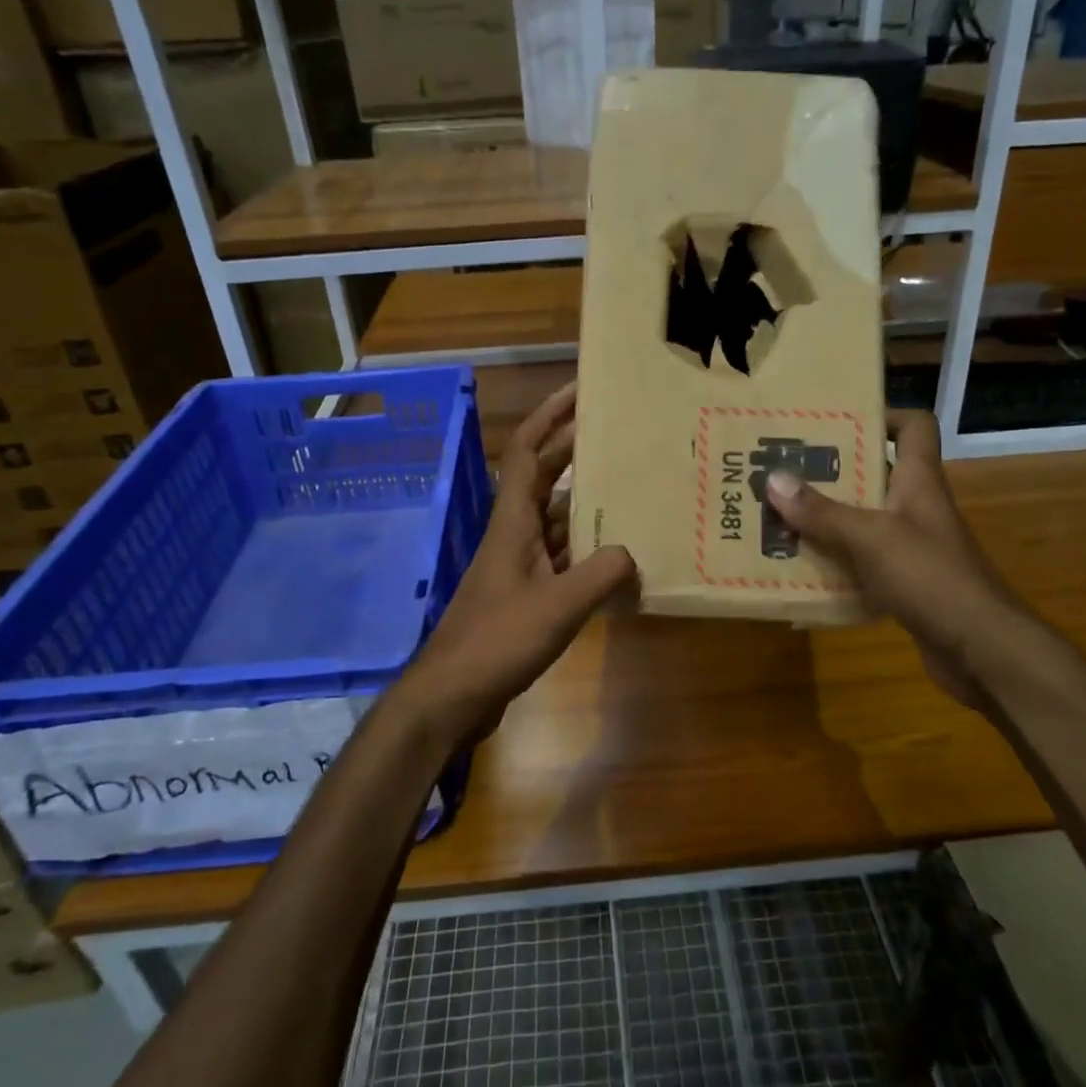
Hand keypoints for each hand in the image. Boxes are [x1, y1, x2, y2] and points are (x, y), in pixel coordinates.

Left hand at [402, 381, 635, 743]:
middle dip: (577, 451)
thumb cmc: (497, 641)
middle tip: (622, 434)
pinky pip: (563, 558)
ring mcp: (519, 566)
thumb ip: (601, 574)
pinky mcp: (526, 595)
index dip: (551, 415)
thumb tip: (632, 554)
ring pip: (557, 520)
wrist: (452, 695)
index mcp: (513, 521)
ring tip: (633, 490)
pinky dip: (588, 552)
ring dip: (588, 504)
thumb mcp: (557, 606)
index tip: (582, 390)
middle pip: (546, 478)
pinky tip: (619, 558)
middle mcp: (515, 534)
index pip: (528, 451)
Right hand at [764, 410, 1012, 703]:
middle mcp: (916, 508)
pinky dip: (835, 561)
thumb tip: (773, 479)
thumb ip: (822, 511)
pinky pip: (862, 561)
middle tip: (785, 468)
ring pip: (864, 520)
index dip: (882, 415)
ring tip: (780, 514)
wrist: (981, 650)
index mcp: (918, 481)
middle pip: (875, 474)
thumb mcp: (870, 538)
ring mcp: (912, 547)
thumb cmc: (931, 577)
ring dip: (827, 518)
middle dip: (831, 471)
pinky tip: (802, 565)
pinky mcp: (905, 583)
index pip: (914, 427)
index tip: (836, 419)